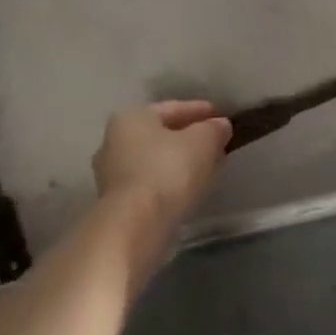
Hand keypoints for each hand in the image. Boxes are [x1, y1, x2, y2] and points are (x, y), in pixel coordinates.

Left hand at [92, 100, 231, 227]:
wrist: (135, 226)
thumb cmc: (168, 170)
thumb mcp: (203, 141)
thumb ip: (214, 129)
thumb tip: (220, 126)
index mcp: (131, 118)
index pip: (172, 108)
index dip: (201, 111)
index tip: (223, 118)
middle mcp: (114, 142)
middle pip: (161, 135)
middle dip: (189, 138)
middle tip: (216, 142)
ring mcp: (112, 175)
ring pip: (155, 161)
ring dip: (180, 162)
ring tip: (208, 166)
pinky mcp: (117, 204)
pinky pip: (151, 183)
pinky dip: (170, 182)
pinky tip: (191, 187)